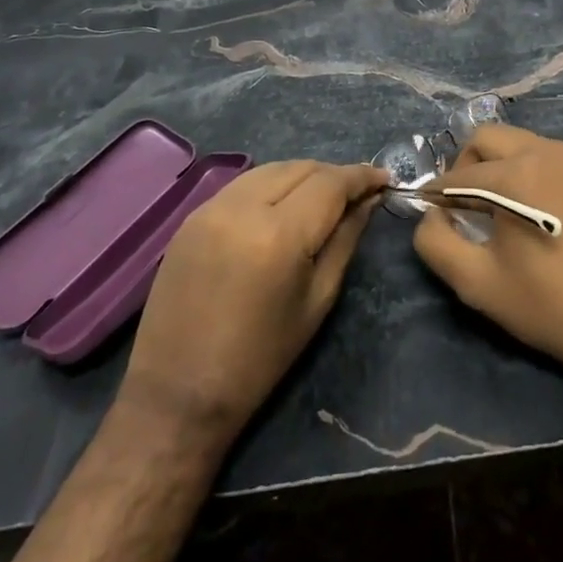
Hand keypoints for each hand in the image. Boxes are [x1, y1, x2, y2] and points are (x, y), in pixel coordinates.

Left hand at [122, 160, 387, 440]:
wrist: (178, 394)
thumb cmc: (260, 358)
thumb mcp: (317, 300)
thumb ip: (345, 240)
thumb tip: (368, 201)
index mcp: (279, 234)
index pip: (330, 183)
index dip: (362, 176)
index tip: (385, 179)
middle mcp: (242, 207)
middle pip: (301, 168)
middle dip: (334, 174)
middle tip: (358, 193)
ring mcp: (210, 207)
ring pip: (271, 169)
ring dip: (303, 176)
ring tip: (323, 197)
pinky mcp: (191, 216)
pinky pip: (243, 184)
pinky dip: (271, 185)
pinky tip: (283, 205)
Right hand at [413, 126, 562, 378]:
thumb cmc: (547, 305)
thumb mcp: (477, 283)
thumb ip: (436, 242)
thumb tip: (432, 214)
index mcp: (519, 173)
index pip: (462, 172)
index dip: (440, 191)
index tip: (433, 208)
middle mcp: (554, 152)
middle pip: (493, 138)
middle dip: (470, 164)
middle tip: (469, 202)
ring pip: (530, 146)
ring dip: (510, 168)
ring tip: (512, 208)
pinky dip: (547, 177)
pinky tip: (553, 214)